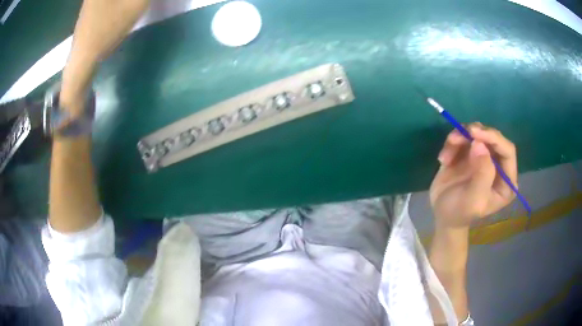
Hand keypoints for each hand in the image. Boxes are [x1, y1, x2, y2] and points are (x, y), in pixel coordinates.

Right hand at [429, 123, 517, 228]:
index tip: (474, 134)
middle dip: (477, 134)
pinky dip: (452, 143)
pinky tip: (444, 160)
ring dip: (461, 137)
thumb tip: (480, 144)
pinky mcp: (470, 151)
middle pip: (493, 138)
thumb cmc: (460, 212)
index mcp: (506, 181)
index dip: (494, 139)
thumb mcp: (473, 199)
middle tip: (459, 134)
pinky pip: (464, 136)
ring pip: (478, 133)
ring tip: (446, 155)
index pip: (508, 151)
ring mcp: (485, 157)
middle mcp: (499, 165)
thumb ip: (481, 174)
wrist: (442, 214)